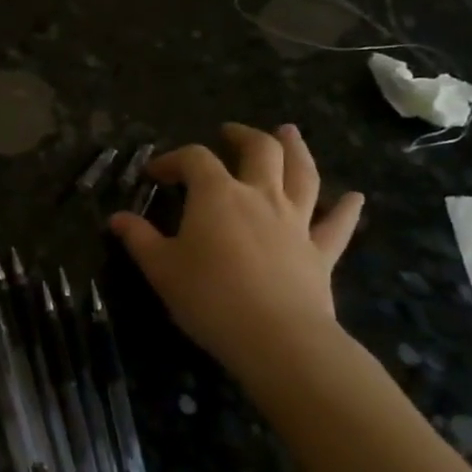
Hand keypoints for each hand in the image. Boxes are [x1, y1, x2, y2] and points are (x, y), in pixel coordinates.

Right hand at [109, 124, 362, 381]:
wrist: (276, 338)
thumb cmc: (209, 297)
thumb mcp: (161, 269)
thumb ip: (138, 239)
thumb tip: (115, 218)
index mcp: (217, 195)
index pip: (194, 159)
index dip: (173, 159)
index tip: (155, 174)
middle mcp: (260, 196)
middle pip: (260, 150)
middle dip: (243, 136)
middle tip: (230, 132)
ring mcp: (296, 222)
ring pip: (303, 174)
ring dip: (297, 149)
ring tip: (290, 133)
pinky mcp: (320, 253)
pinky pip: (337, 225)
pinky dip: (346, 209)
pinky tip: (355, 197)